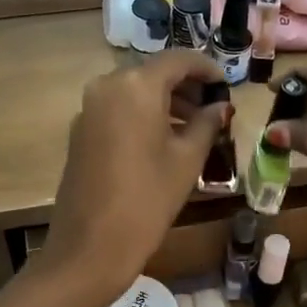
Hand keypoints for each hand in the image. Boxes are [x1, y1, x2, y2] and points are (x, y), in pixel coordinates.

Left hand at [41, 51, 229, 306]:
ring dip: (165, 102)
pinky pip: (118, 111)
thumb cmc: (148, 199)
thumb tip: (220, 107)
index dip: (206, 68)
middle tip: (213, 107)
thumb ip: (207, 124)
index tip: (226, 85)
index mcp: (136, 86)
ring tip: (194, 126)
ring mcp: (88, 109)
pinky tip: (163, 141)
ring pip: (134, 92)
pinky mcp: (80, 132)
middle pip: (153, 73)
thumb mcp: (187, 160)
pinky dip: (143, 116)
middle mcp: (107, 86)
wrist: (90, 246)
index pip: (178, 60)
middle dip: (185, 86)